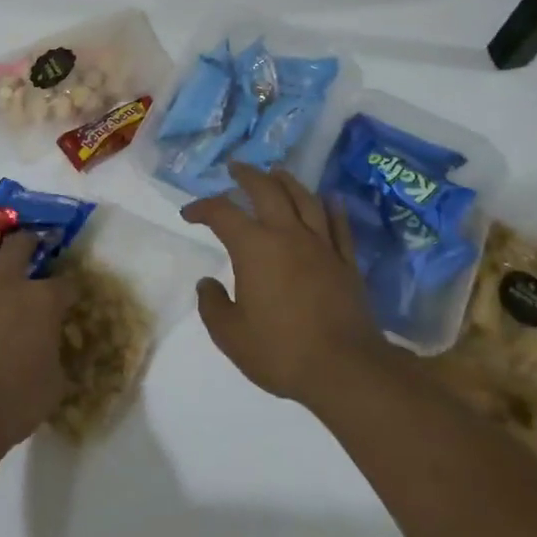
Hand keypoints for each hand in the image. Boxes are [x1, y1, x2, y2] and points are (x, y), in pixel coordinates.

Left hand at [0, 230, 73, 449]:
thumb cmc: (16, 402)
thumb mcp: (54, 383)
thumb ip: (52, 356)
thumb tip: (49, 349)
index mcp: (42, 302)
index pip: (64, 285)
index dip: (70, 288)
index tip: (71, 293)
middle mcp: (5, 285)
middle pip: (18, 248)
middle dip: (28, 241)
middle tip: (30, 240)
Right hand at [184, 164, 384, 406]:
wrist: (345, 369)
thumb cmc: (280, 351)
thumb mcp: (231, 336)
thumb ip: (213, 305)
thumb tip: (208, 283)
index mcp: (254, 248)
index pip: (222, 213)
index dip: (202, 208)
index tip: (189, 214)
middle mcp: (288, 235)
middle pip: (267, 190)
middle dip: (248, 175)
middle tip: (235, 168)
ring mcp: (322, 245)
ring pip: (304, 199)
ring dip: (287, 181)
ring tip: (277, 173)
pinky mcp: (346, 262)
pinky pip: (339, 225)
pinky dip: (332, 207)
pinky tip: (329, 198)